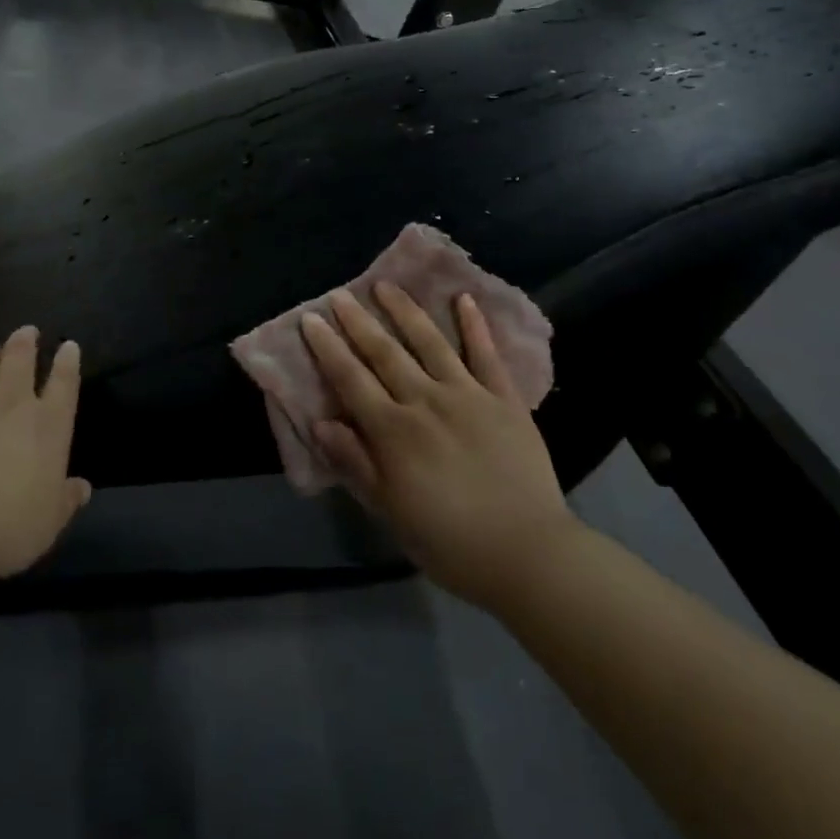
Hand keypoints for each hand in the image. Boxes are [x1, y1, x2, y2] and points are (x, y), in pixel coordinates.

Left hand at [0, 327, 91, 590]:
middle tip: (26, 332)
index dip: (68, 362)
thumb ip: (65, 501)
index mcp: (49, 426)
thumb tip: (83, 488)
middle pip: (21, 357)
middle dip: (25, 341)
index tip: (68, 346)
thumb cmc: (3, 529)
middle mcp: (12, 402)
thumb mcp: (47, 524)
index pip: (65, 382)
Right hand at [301, 285, 575, 612]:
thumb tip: (320, 422)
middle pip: (385, 352)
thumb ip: (355, 463)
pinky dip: (475, 325)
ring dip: (406, 311)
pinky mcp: (504, 399)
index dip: (328, 347)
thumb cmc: (449, 541)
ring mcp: (468, 394)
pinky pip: (486, 354)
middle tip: (340, 294)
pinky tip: (464, 299)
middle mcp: (426, 400)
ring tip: (387, 285)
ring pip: (430, 342)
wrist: (528, 553)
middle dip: (359, 321)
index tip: (311, 319)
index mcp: (394, 431)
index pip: (351, 379)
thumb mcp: (390, 511)